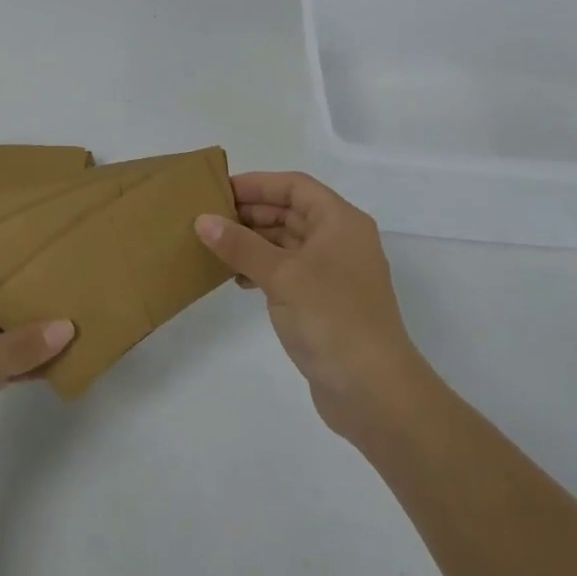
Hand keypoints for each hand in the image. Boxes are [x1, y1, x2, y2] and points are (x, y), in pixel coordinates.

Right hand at [196, 172, 434, 447]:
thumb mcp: (281, 275)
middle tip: (209, 219)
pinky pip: (289, 271)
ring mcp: (335, 273)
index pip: (295, 186)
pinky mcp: (326, 303)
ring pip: (288, 243)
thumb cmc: (331, 317)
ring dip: (254, 242)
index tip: (219, 191)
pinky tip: (238, 280)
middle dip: (251, 213)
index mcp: (340, 221)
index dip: (257, 184)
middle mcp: (341, 240)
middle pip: (291, 212)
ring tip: (216, 248)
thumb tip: (203, 220)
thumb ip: (241, 245)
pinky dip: (263, 269)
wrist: (374, 391)